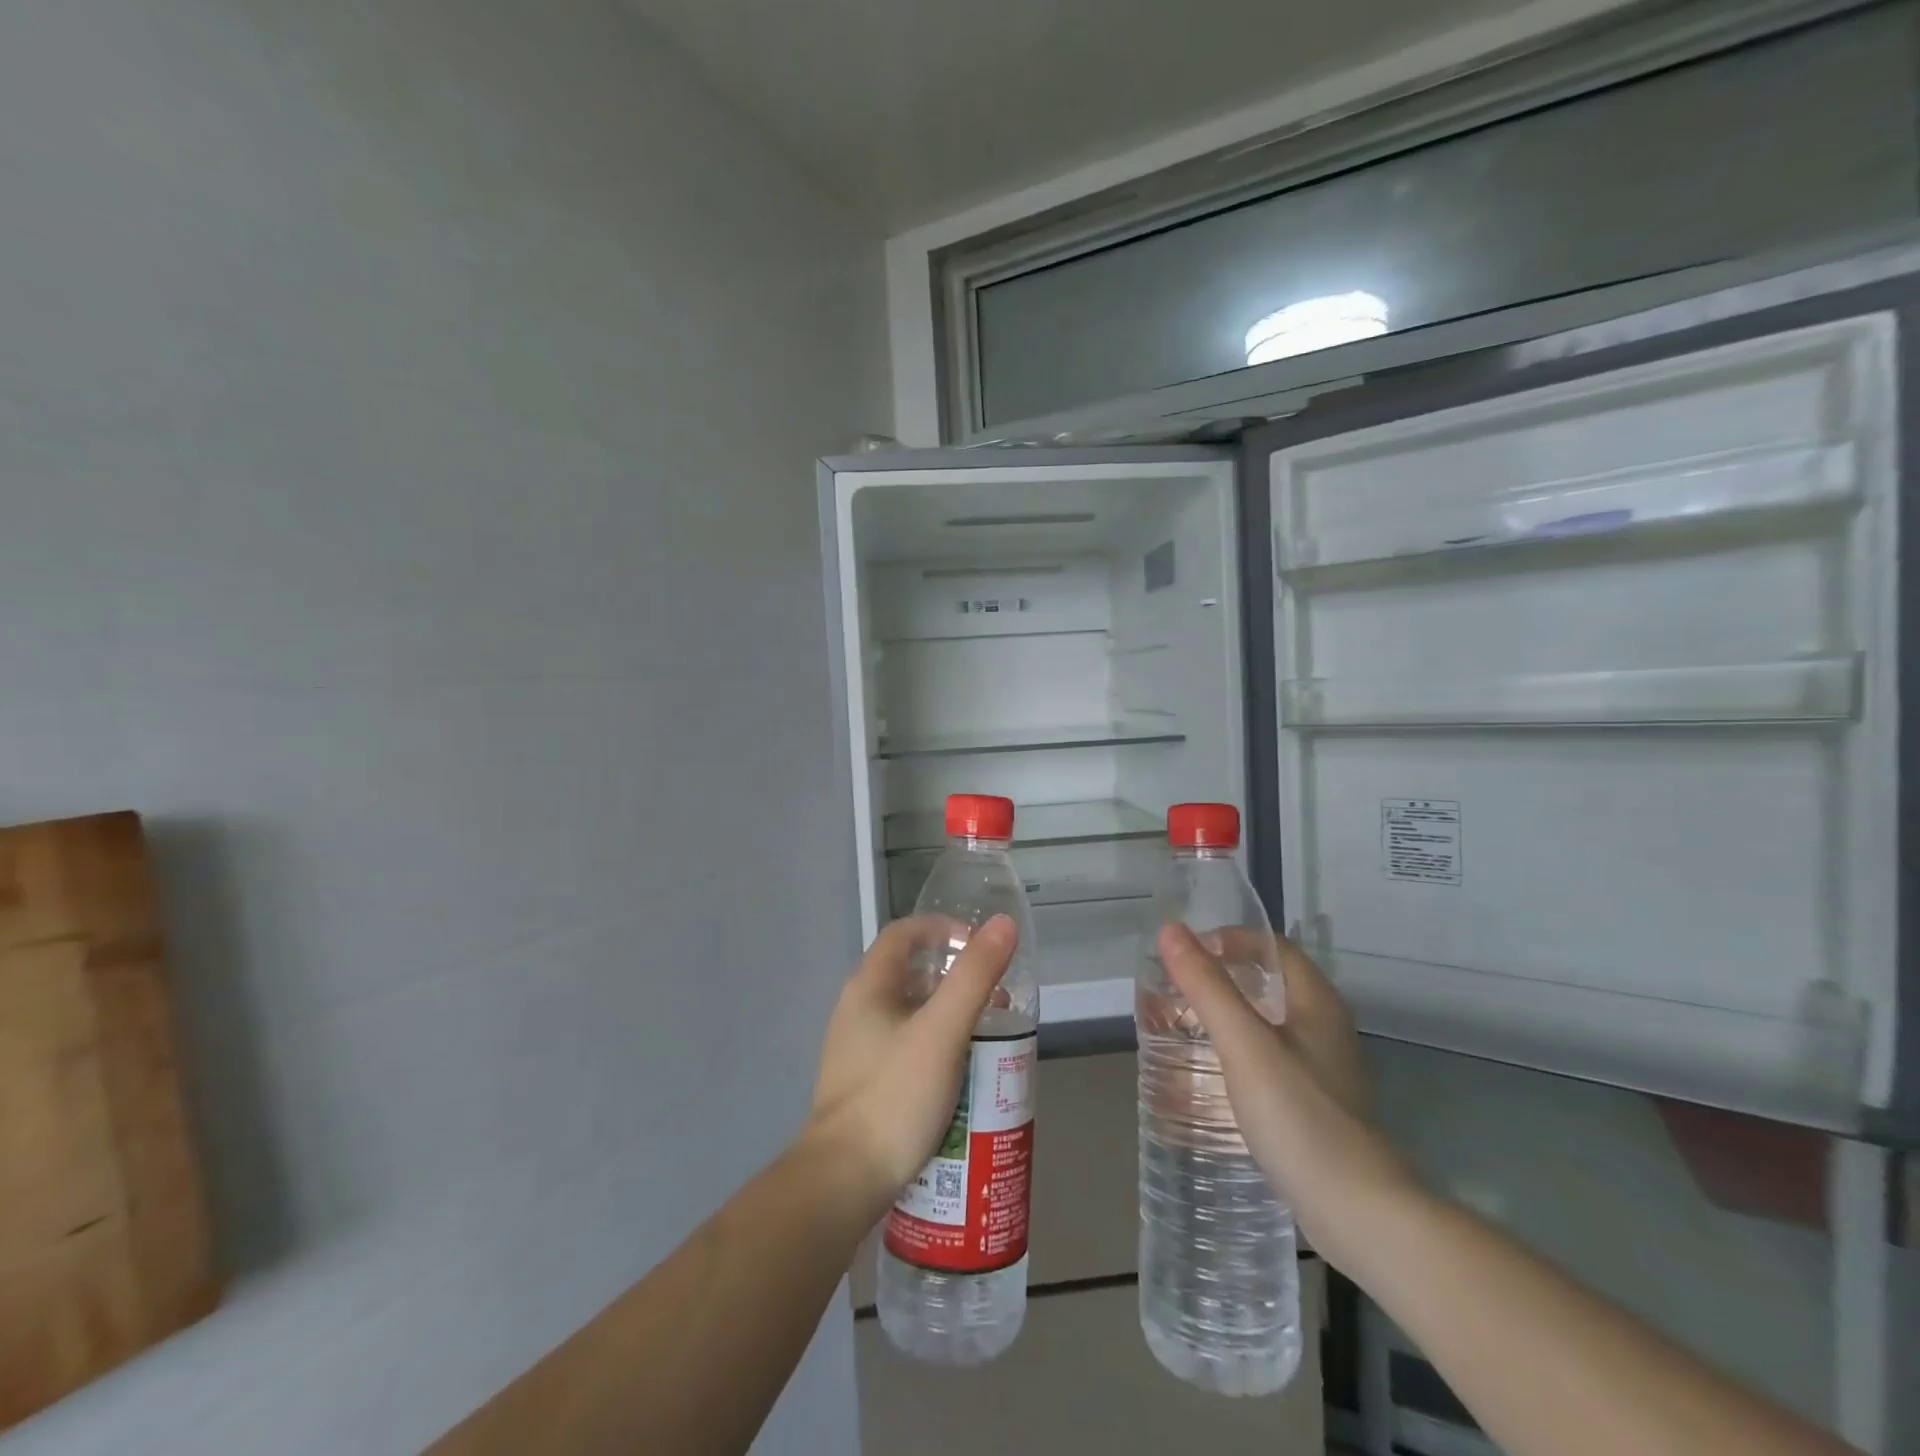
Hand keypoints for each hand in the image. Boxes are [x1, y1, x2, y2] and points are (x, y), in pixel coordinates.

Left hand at [809, 915, 1017, 1215]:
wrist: (843, 1181)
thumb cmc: (894, 1095)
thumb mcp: (942, 1031)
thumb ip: (974, 975)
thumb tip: (1003, 924)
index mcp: (868, 986)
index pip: (904, 933)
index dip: (943, 928)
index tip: (980, 946)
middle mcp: (858, 1009)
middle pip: (910, 972)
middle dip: (955, 976)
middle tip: (996, 995)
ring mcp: (858, 1048)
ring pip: (911, 1012)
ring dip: (950, 1013)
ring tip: (989, 1034)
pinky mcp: (867, 1082)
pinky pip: (908, 1046)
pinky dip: (939, 1044)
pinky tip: (963, 1072)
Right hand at [1158, 922, 1419, 1269]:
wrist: (1358, 1214)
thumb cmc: (1299, 1116)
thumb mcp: (1244, 1045)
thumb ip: (1207, 986)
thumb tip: (1171, 930)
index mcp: (1316, 1001)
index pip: (1270, 946)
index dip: (1226, 940)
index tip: (1183, 956)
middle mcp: (1324, 1026)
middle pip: (1266, 983)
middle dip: (1218, 980)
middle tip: (1173, 993)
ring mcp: (1322, 1068)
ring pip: (1265, 1023)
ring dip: (1223, 1017)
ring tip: (1180, 1030)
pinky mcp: (1314, 1104)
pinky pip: (1267, 1058)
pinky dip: (1235, 1053)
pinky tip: (1209, 1076)